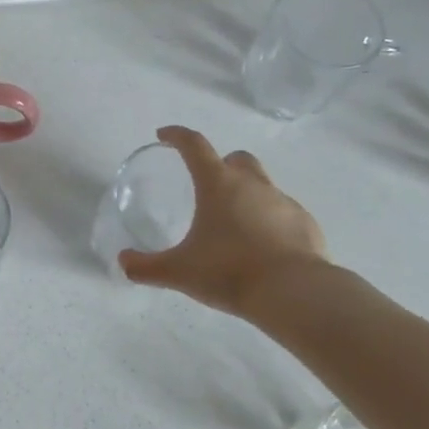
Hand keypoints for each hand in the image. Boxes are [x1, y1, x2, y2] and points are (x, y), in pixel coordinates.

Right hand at [119, 125, 328, 318]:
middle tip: (208, 186)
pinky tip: (263, 247)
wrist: (294, 293)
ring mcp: (283, 202)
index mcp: (218, 184)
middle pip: (236, 159)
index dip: (177, 136)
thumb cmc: (229, 271)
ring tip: (235, 225)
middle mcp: (253, 184)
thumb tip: (123, 262)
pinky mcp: (305, 224)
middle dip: (221, 164)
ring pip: (263, 185)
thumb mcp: (179, 271)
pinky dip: (270, 221)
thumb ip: (147, 267)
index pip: (194, 145)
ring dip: (247, 195)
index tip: (164, 135)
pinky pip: (283, 213)